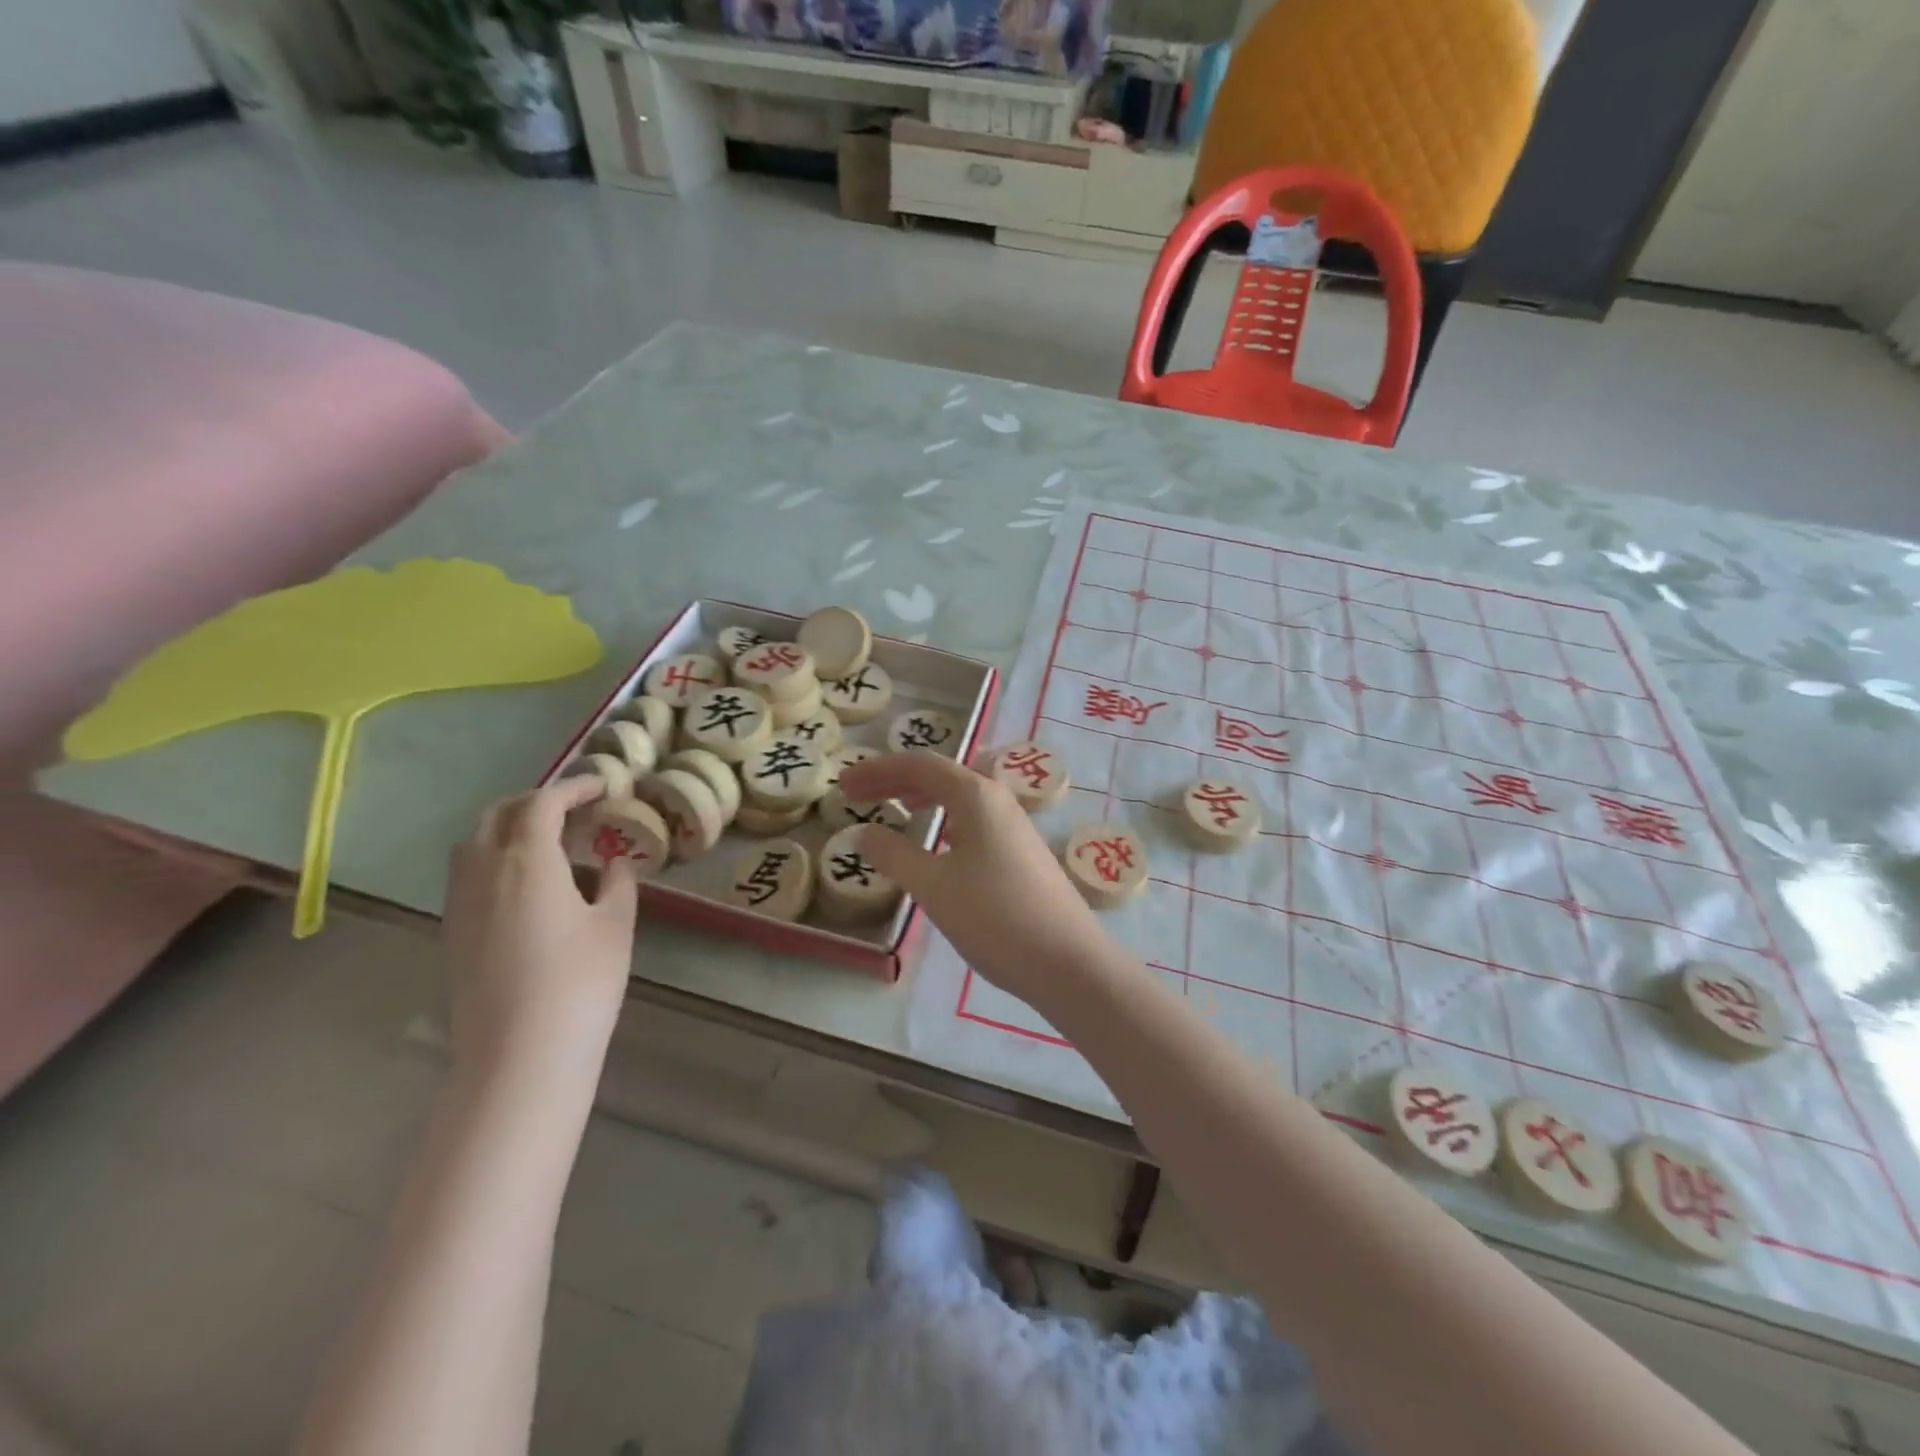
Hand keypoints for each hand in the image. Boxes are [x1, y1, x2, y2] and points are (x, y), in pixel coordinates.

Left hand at [442, 776, 637, 1091]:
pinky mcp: (454, 934)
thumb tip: (615, 861)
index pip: (542, 803)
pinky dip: (494, 858)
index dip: (573, 788)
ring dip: (508, 827)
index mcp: (526, 860)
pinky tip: (526, 883)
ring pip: (473, 843)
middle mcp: (482, 872)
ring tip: (548, 841)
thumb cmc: (581, 981)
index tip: (602, 786)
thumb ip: (618, 881)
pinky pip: (467, 874)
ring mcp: (460, 904)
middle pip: (497, 815)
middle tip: (574, 809)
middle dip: (535, 801)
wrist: (521, 1056)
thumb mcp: (616, 924)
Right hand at [839, 751, 1115, 1012]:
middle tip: (856, 796)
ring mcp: (1014, 826)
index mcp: (977, 795)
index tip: (843, 785)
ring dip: (922, 798)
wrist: (1068, 961)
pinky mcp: (1021, 852)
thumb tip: (863, 833)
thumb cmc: (995, 917)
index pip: (919, 764)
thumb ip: (894, 855)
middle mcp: (998, 800)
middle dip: (896, 781)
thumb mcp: (933, 886)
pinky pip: (974, 820)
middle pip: (940, 776)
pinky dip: (945, 820)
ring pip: (960, 797)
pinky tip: (937, 842)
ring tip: (894, 809)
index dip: (877, 770)